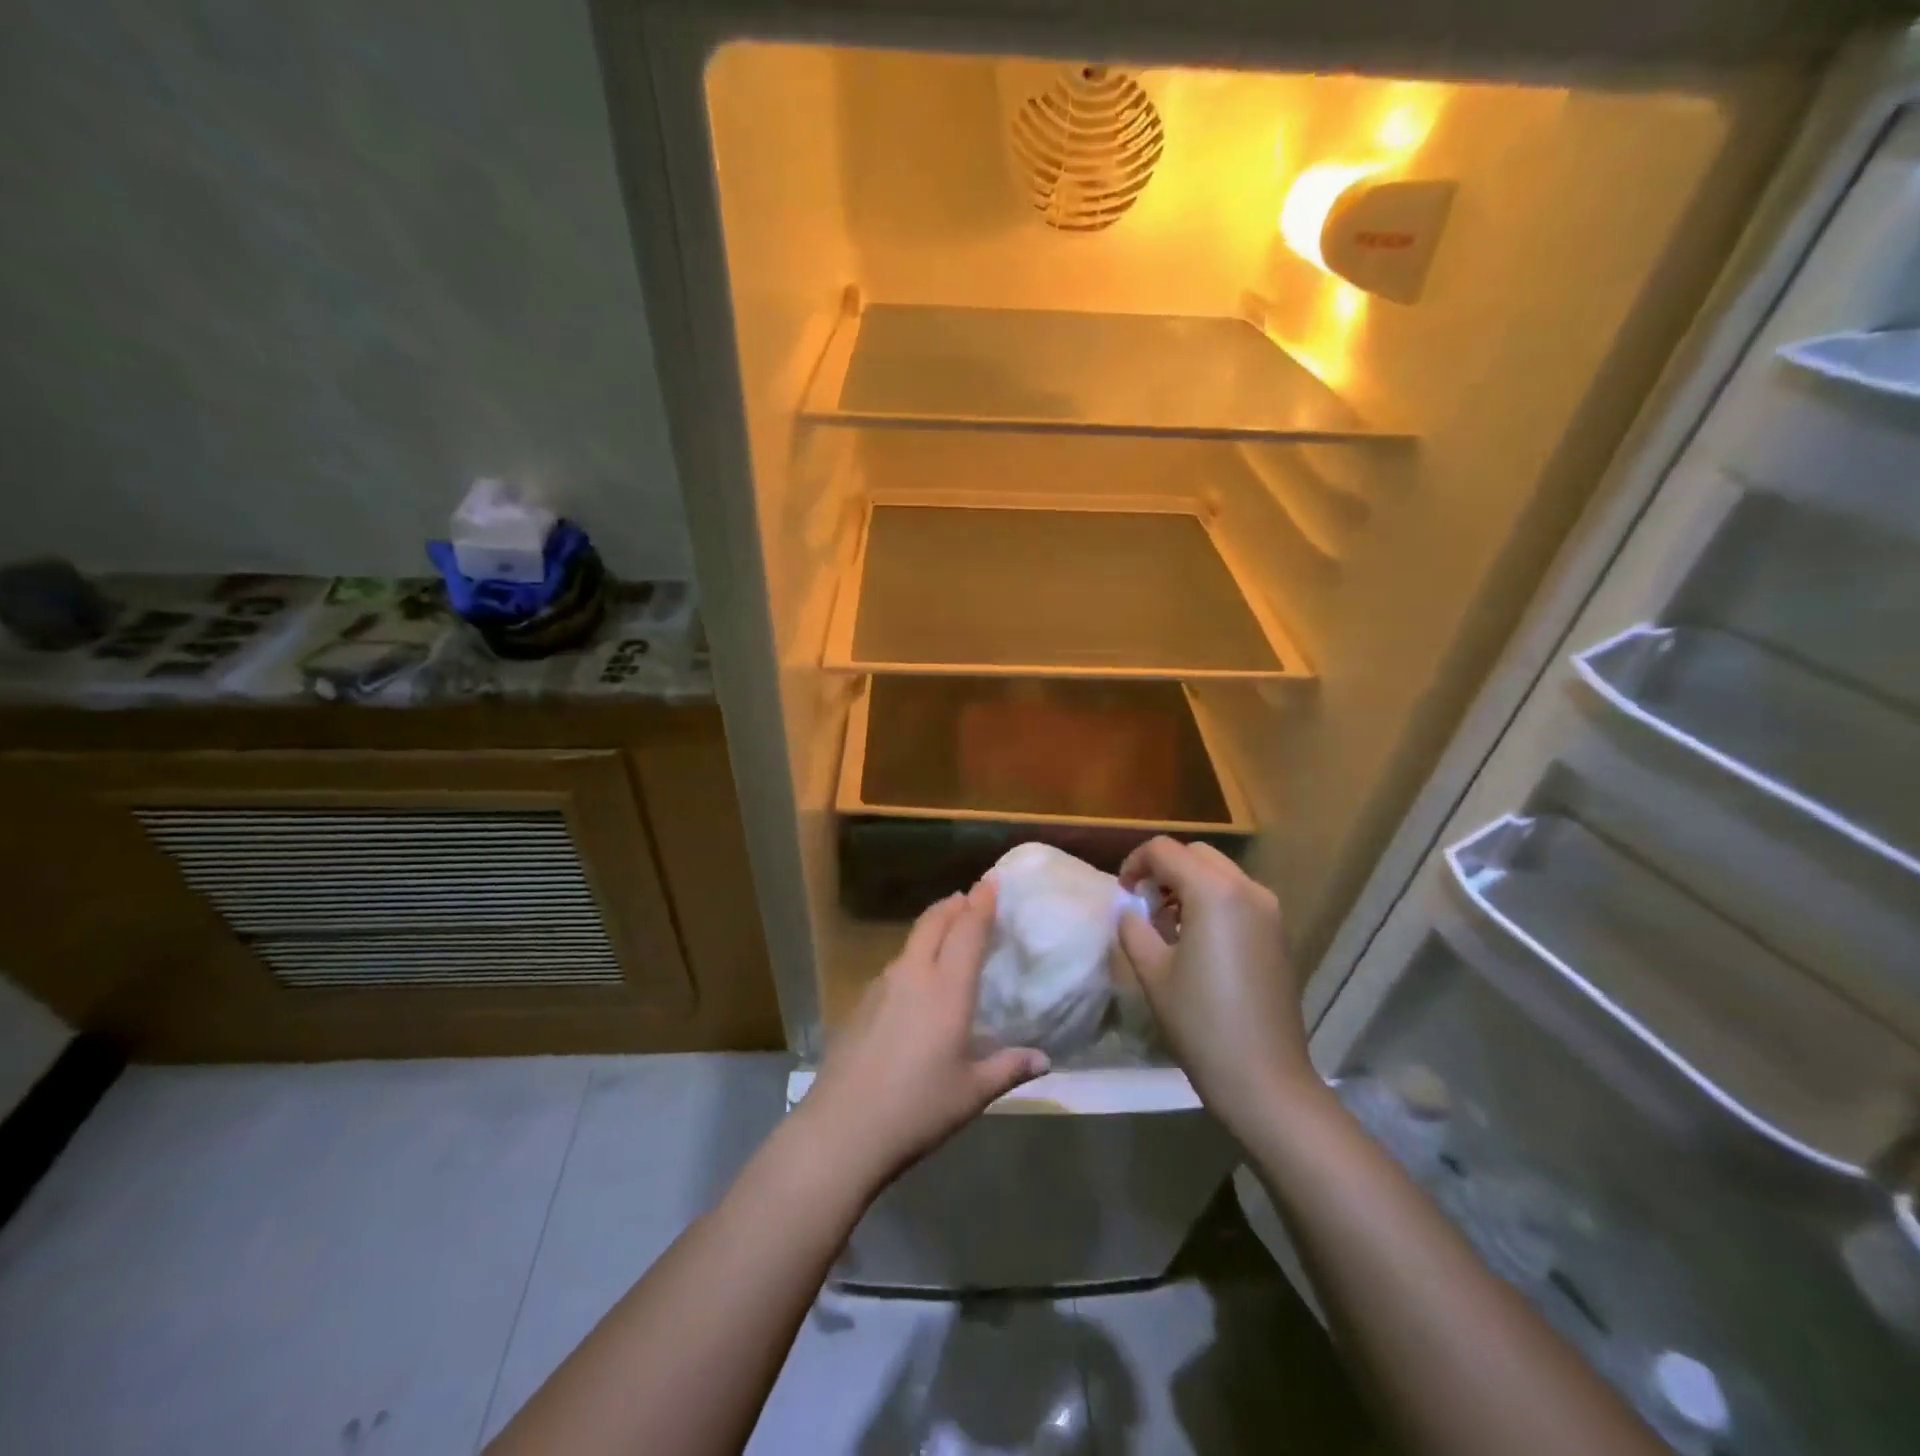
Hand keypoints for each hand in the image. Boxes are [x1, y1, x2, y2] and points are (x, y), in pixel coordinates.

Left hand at [796, 881, 1049, 1191]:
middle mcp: (913, 975)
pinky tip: (914, 982)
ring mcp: (881, 986)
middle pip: (933, 923)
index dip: (981, 903)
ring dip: (931, 928)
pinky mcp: (860, 1003)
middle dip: (953, 905)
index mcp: (947, 989)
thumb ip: (1009, 1069)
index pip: (968, 931)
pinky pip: (894, 966)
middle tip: (968, 897)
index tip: (990, 881)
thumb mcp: (972, 1092)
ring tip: (946, 933)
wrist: (843, 1129)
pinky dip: (912, 957)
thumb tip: (1044, 1060)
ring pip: (910, 942)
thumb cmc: (918, 1108)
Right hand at [1116, 838, 1317, 1133]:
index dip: (1135, 863)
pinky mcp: (1278, 933)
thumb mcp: (1152, 971)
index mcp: (1214, 892)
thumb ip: (1133, 927)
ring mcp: (1269, 910)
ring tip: (1167, 925)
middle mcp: (1247, 889)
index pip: (1165, 851)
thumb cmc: (1201, 1022)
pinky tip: (1197, 940)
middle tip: (1143, 904)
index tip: (1122, 894)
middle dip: (1164, 869)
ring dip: (1189, 884)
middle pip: (1196, 855)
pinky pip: (1238, 896)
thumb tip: (1130, 909)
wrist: (1264, 1078)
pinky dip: (1212, 901)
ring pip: (1220, 873)